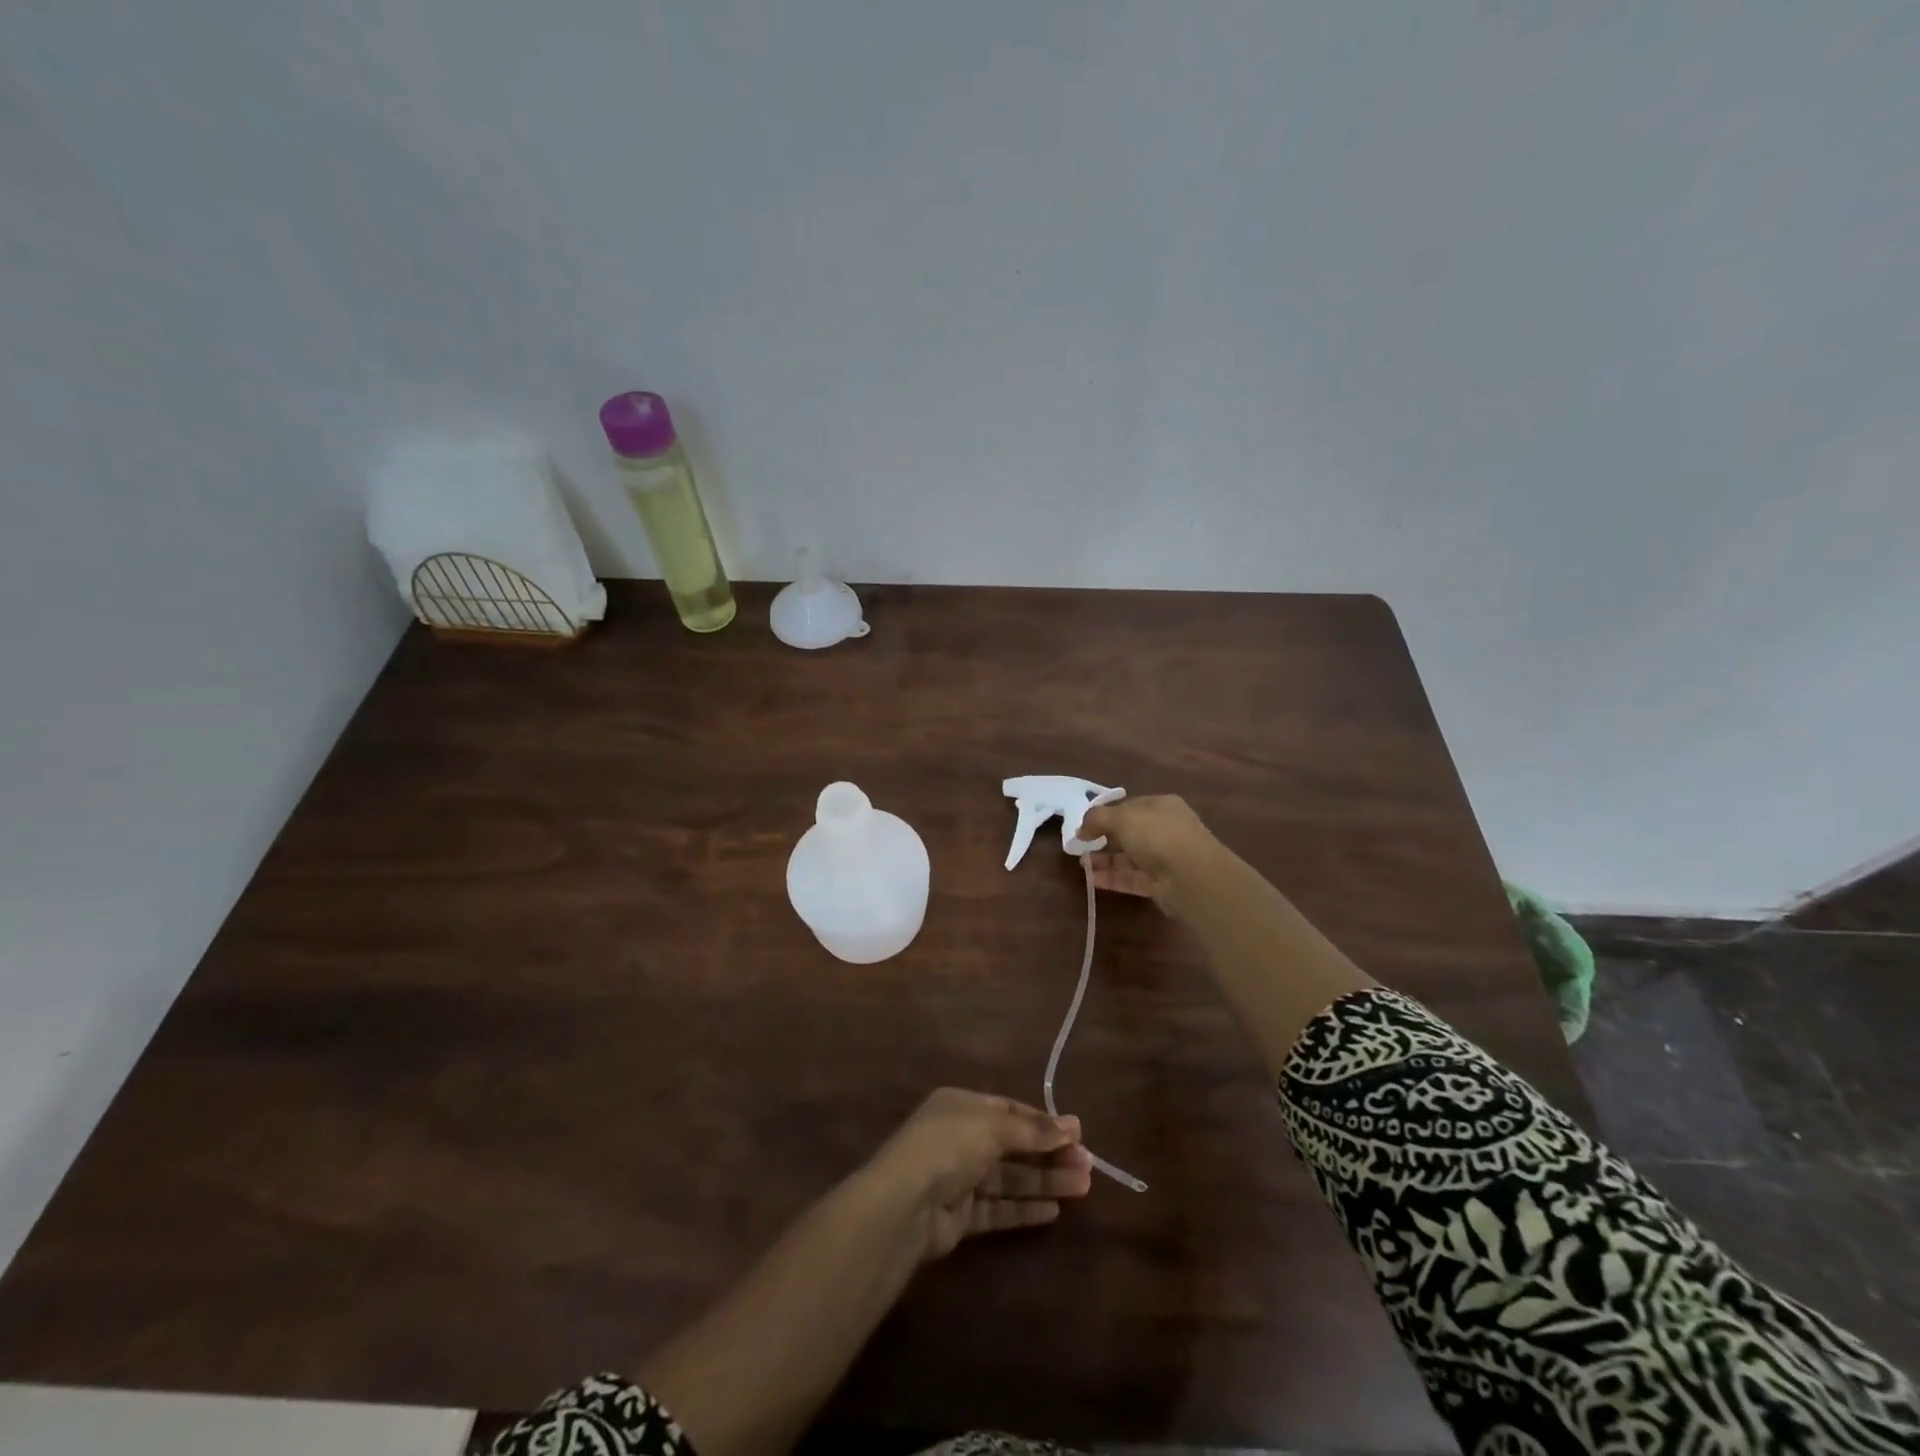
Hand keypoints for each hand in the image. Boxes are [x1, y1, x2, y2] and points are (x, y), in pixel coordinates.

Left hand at [859, 1089, 1093, 1262]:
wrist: (904, 1204)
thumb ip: (1032, 1130)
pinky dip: (1024, 1208)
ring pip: (1010, 1177)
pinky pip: (999, 1208)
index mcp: (961, 1105)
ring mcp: (959, 1178)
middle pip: (1013, 1145)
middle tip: (1088, 1165)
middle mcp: (960, 1137)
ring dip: (1045, 1180)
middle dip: (1049, 1153)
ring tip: (1083, 1187)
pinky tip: (1053, 1210)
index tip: (1077, 1133)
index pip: (1009, 1109)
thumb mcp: (992, 1126)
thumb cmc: (948, 1146)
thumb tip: (1073, 1126)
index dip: (1042, 1121)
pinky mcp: (960, 1216)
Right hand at [1081, 794, 1218, 915]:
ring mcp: (1164, 858)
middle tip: (1081, 846)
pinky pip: (1132, 878)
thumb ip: (1097, 819)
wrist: (1191, 876)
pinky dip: (1113, 878)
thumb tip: (1081, 829)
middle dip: (1104, 839)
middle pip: (1129, 833)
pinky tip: (1092, 879)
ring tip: (1082, 864)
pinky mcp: (1161, 884)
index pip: (1129, 807)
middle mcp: (1165, 829)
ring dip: (1106, 860)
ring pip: (1129, 857)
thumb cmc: (1157, 835)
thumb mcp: (1122, 818)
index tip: (1085, 825)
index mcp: (1161, 806)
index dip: (1106, 814)